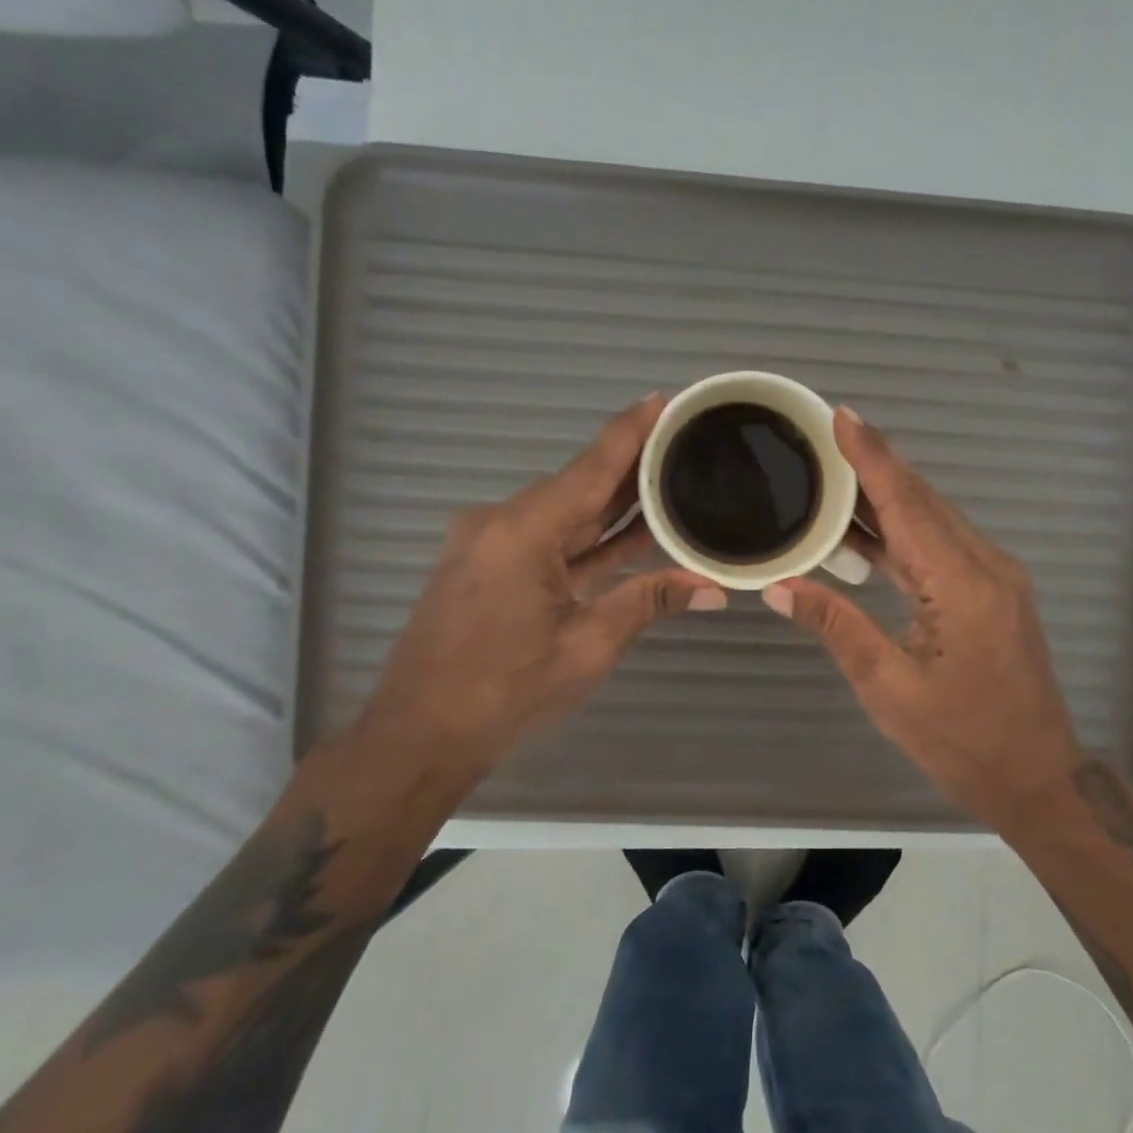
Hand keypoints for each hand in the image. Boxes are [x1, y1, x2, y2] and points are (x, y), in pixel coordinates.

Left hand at [357, 395, 723, 794]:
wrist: (420, 734)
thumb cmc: (504, 691)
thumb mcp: (587, 646)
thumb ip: (648, 603)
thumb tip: (712, 588)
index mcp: (523, 531)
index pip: (591, 468)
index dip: (630, 432)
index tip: (663, 398)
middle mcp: (502, 523)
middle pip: (578, 485)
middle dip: (630, 467)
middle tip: (682, 441)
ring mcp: (490, 545)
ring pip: (564, 514)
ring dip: (611, 506)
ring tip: (668, 479)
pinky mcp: (488, 567)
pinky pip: (548, 540)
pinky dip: (587, 537)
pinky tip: (630, 532)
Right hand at [763, 408, 1082, 831]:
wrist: (1037, 777)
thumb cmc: (963, 741)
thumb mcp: (889, 688)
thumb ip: (837, 626)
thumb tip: (779, 586)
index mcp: (963, 585)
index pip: (908, 505)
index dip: (872, 458)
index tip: (841, 415)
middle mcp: (986, 566)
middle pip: (923, 501)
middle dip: (876, 464)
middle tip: (825, 435)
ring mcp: (995, 577)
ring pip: (934, 520)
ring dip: (887, 496)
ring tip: (834, 474)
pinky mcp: (992, 592)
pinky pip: (941, 546)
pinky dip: (902, 530)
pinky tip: (866, 530)